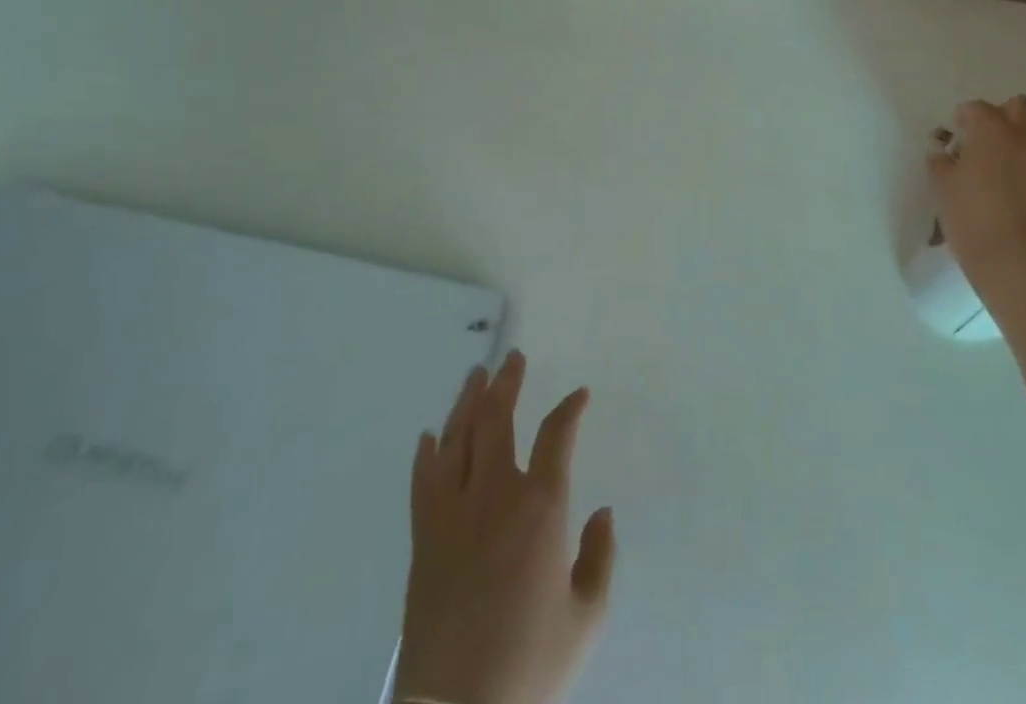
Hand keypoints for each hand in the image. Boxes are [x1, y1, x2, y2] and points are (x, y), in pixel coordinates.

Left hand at [396, 351, 616, 703]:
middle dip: (507, 382)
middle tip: (512, 358)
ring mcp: (453, 513)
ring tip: (476, 376)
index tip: (579, 395)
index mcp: (540, 508)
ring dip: (467, 401)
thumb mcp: (586, 619)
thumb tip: (602, 512)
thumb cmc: (529, 667)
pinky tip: (430, 435)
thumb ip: (600, 558)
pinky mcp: (424, 538)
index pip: (558, 435)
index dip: (570, 408)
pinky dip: (428, 452)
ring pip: (457, 438)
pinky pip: (423, 480)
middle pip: (497, 419)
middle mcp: (495, 495)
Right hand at [926, 96, 1025, 285]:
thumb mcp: (942, 187)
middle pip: (1022, 105)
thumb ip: (940, 162)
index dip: (966, 118)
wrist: (1019, 257)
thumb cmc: (972, 217)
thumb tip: (941, 152)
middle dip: (1009, 115)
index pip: (976, 108)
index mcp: (990, 129)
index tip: (960, 132)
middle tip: (998, 137)